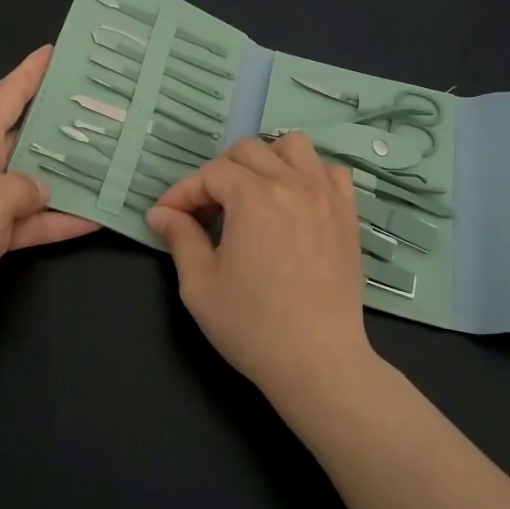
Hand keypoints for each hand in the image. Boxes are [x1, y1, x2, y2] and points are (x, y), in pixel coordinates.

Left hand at [0, 46, 98, 336]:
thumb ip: (24, 189)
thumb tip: (43, 189)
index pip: (8, 95)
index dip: (32, 72)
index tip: (57, 50)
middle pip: (31, 138)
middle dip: (66, 126)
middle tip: (112, 115)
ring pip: (37, 184)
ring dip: (71, 180)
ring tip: (116, 167)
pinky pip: (31, 223)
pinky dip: (58, 223)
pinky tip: (95, 221)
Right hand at [145, 132, 372, 408]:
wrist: (318, 361)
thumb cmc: (252, 325)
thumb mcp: (200, 284)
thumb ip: (180, 238)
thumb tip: (161, 213)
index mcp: (253, 198)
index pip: (210, 174)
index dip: (183, 192)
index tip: (167, 216)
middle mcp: (292, 183)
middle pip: (248, 151)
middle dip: (219, 173)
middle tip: (207, 211)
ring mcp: (326, 196)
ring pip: (293, 146)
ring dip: (266, 160)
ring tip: (253, 193)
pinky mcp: (348, 214)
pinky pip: (331, 171)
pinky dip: (309, 174)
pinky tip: (295, 201)